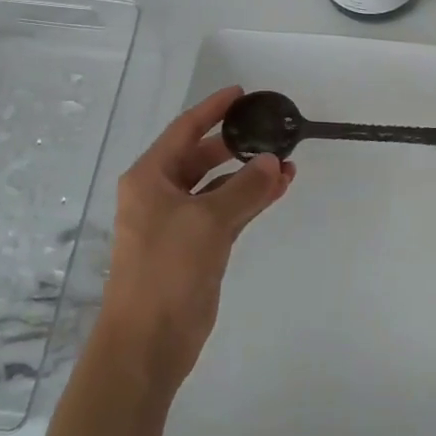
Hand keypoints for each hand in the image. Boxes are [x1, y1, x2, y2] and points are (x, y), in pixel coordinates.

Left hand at [96, 86, 294, 394]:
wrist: (148, 342)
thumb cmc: (167, 270)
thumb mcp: (208, 222)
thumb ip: (245, 188)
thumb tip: (274, 162)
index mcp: (150, 178)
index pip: (185, 130)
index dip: (212, 110)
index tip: (241, 94)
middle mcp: (160, 194)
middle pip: (202, 157)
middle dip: (237, 146)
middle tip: (271, 132)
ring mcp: (178, 222)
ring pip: (218, 187)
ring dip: (249, 176)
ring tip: (287, 164)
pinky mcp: (195, 247)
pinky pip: (226, 212)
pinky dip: (249, 201)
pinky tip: (277, 191)